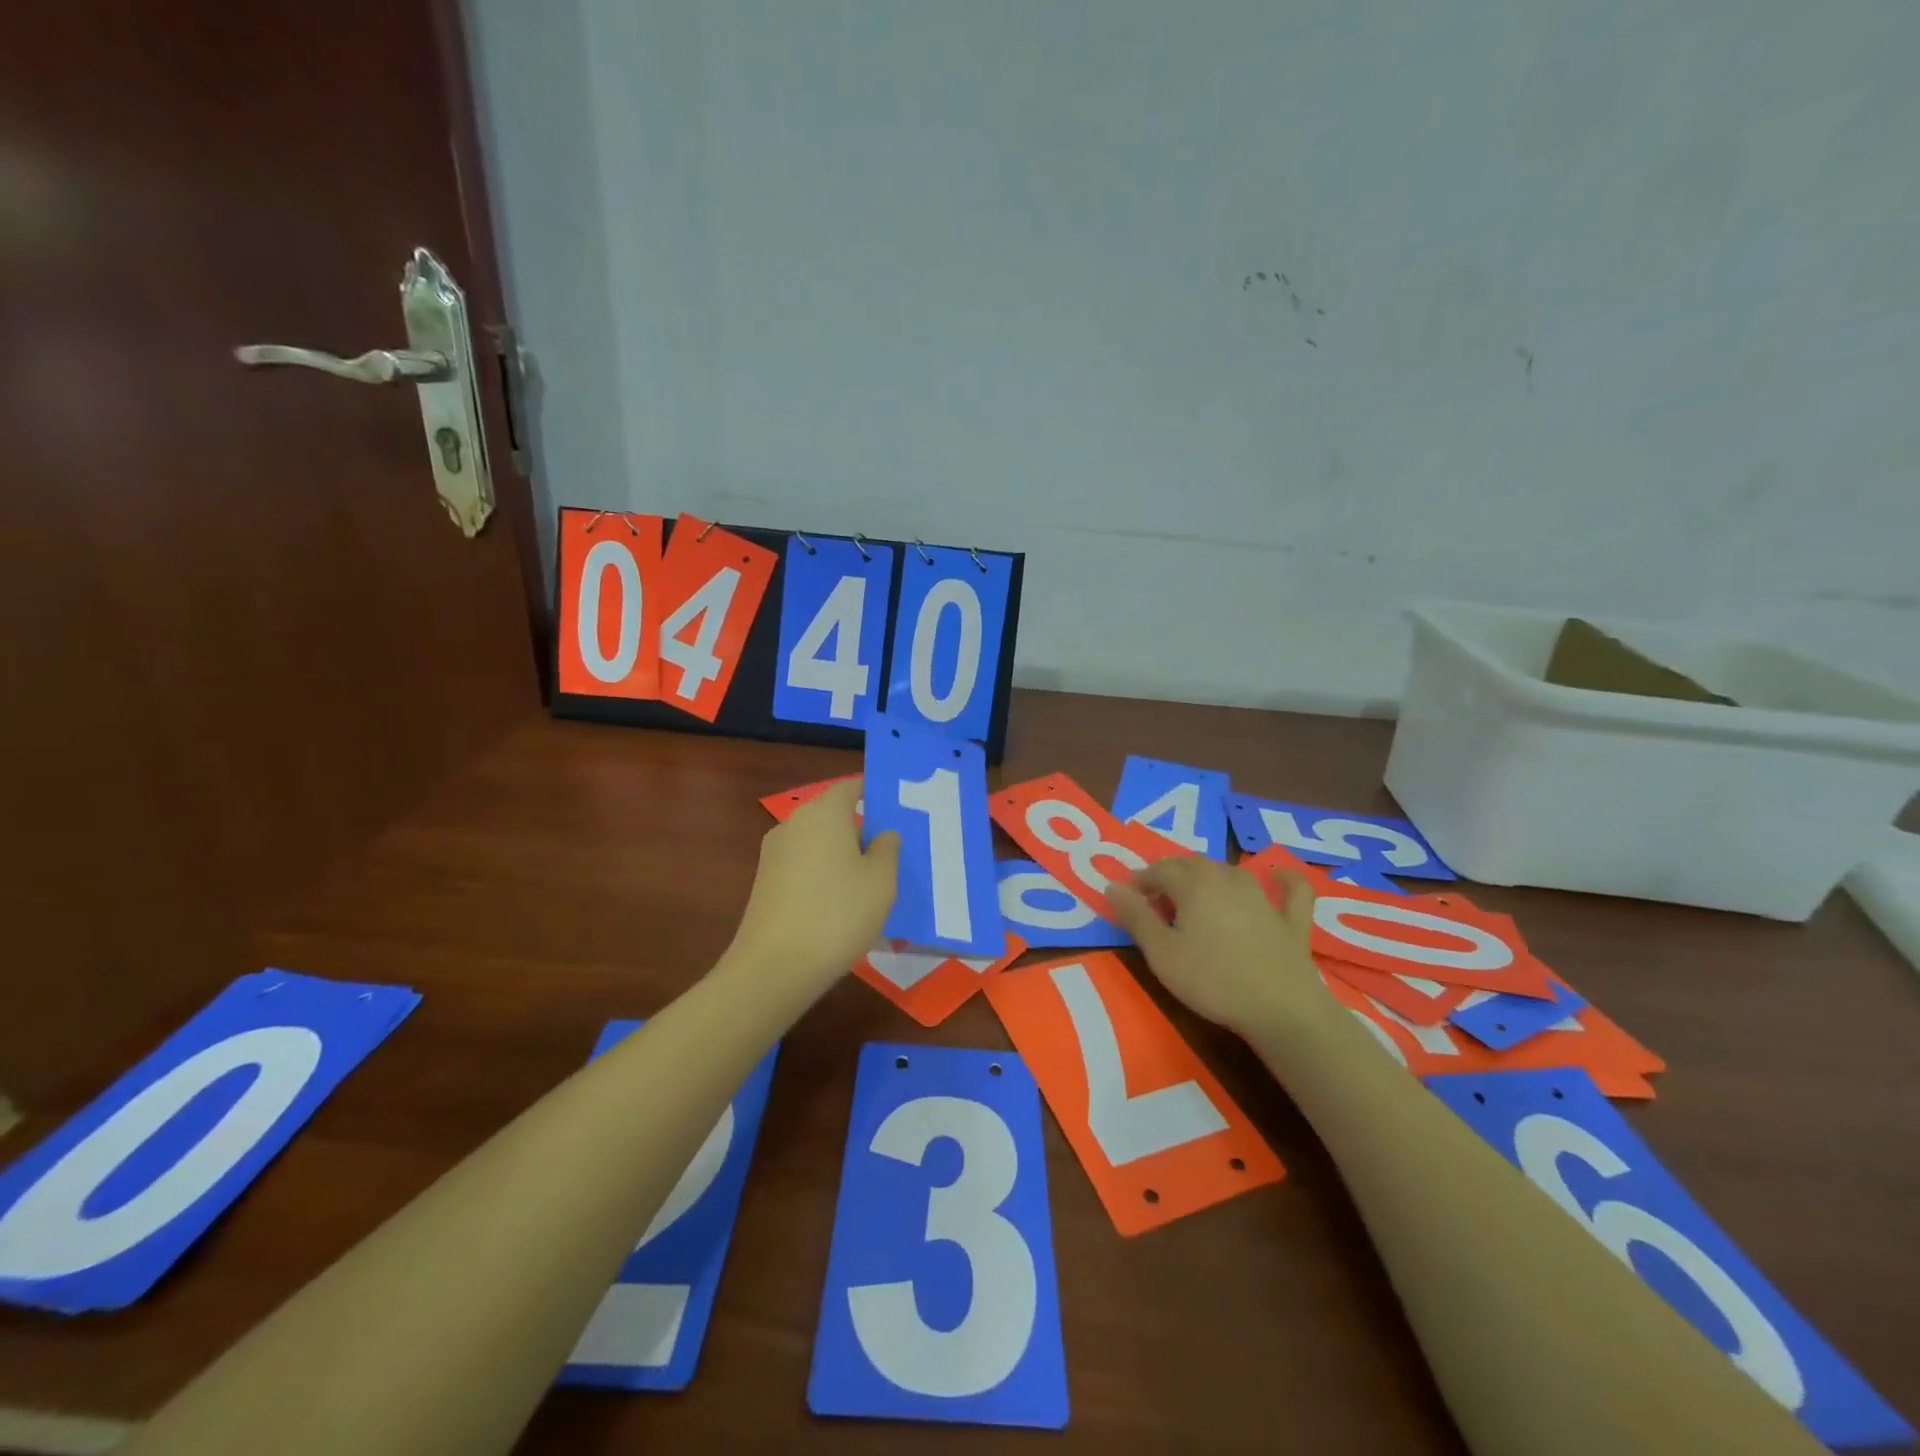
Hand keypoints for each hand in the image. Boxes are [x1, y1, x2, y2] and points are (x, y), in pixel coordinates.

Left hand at [724, 779, 899, 997]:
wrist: (775, 966)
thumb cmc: (839, 913)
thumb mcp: (881, 881)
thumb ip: (887, 849)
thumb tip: (882, 834)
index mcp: (824, 813)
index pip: (850, 787)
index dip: (872, 795)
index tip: (894, 813)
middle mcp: (794, 824)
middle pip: (832, 816)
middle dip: (859, 831)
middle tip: (888, 857)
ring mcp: (774, 853)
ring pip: (817, 844)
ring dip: (840, 857)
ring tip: (867, 887)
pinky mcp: (764, 882)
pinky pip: (802, 867)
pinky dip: (821, 877)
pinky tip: (838, 907)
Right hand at [1107, 857, 1328, 1035]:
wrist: (1280, 1009)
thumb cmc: (1211, 980)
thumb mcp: (1161, 953)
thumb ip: (1135, 917)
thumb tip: (1111, 886)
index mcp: (1194, 883)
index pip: (1159, 870)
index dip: (1140, 882)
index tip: (1128, 900)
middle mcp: (1227, 878)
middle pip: (1191, 865)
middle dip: (1169, 877)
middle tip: (1155, 903)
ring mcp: (1263, 896)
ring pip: (1228, 871)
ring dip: (1207, 877)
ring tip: (1193, 898)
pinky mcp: (1291, 919)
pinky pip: (1290, 889)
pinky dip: (1282, 879)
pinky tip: (1277, 876)